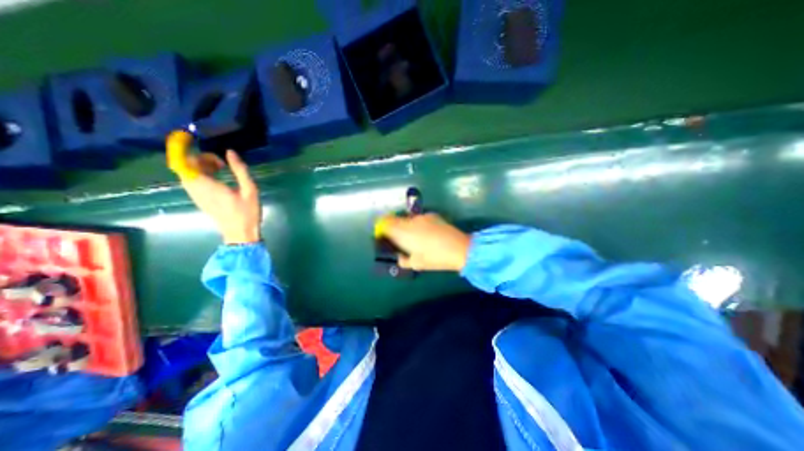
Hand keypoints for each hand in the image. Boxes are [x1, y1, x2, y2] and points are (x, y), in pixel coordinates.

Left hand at [179, 149, 260, 244]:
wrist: (240, 233)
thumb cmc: (247, 212)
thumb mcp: (250, 190)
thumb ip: (240, 170)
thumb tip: (230, 152)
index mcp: (206, 184)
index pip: (184, 161)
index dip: (184, 149)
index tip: (194, 141)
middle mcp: (195, 188)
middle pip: (186, 165)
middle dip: (201, 158)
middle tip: (223, 164)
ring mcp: (195, 195)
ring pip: (188, 173)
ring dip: (202, 166)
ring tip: (223, 170)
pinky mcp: (199, 199)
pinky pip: (193, 181)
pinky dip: (202, 174)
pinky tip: (220, 179)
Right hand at [378, 213, 472, 271]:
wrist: (460, 248)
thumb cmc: (435, 258)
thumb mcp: (416, 264)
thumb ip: (403, 260)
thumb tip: (400, 256)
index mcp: (403, 232)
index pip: (386, 223)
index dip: (382, 228)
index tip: (383, 236)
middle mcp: (410, 221)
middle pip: (396, 219)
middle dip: (395, 228)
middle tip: (400, 239)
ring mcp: (422, 217)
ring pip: (408, 219)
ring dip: (407, 226)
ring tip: (416, 237)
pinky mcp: (433, 215)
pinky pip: (420, 219)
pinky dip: (419, 224)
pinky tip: (428, 234)